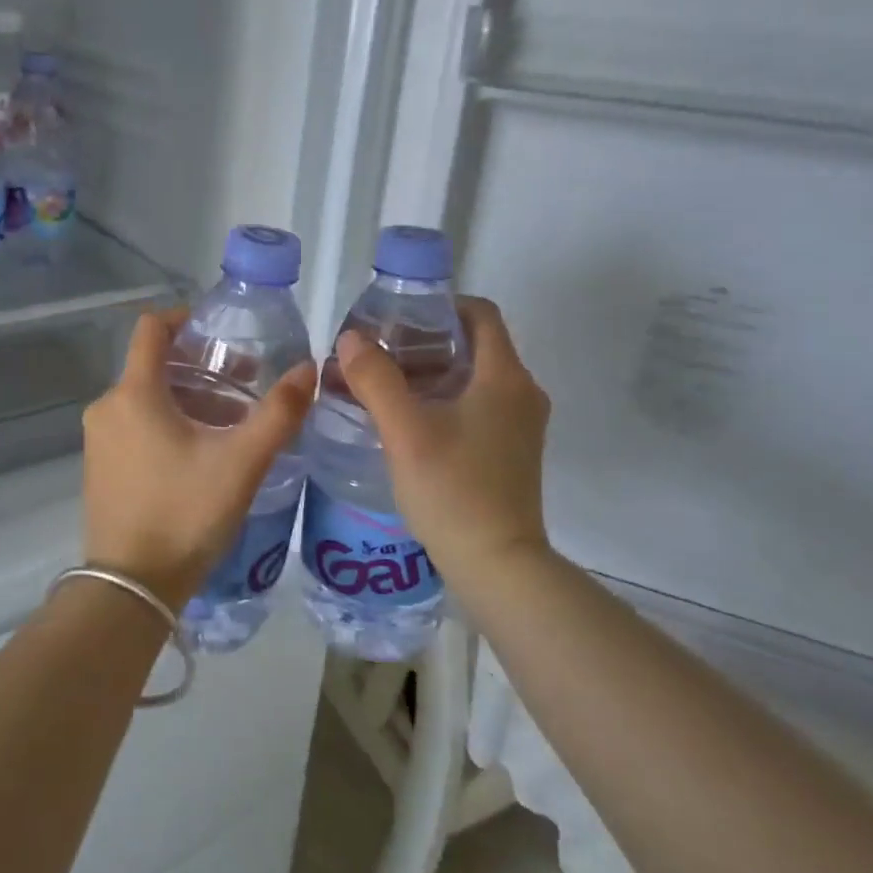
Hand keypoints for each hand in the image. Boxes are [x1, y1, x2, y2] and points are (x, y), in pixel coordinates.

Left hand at [81, 308, 316, 611]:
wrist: (130, 587)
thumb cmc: (184, 513)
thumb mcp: (241, 463)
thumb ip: (278, 413)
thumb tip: (308, 368)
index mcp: (134, 393)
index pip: (151, 328)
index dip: (185, 317)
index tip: (220, 329)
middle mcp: (108, 407)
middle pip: (153, 365)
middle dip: (200, 368)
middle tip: (244, 385)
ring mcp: (99, 439)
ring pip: (146, 398)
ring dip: (187, 399)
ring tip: (231, 423)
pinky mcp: (100, 467)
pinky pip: (135, 425)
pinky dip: (167, 423)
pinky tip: (200, 453)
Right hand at [333, 296, 551, 589]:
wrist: (499, 566)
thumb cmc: (454, 490)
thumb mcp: (405, 431)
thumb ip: (376, 379)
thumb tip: (351, 338)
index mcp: (504, 377)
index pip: (479, 313)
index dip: (439, 305)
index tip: (397, 318)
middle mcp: (521, 393)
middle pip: (472, 345)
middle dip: (423, 342)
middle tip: (377, 354)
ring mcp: (520, 425)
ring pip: (472, 378)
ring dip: (429, 374)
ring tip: (381, 387)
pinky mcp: (511, 451)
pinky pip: (476, 406)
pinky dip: (442, 401)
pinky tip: (405, 422)